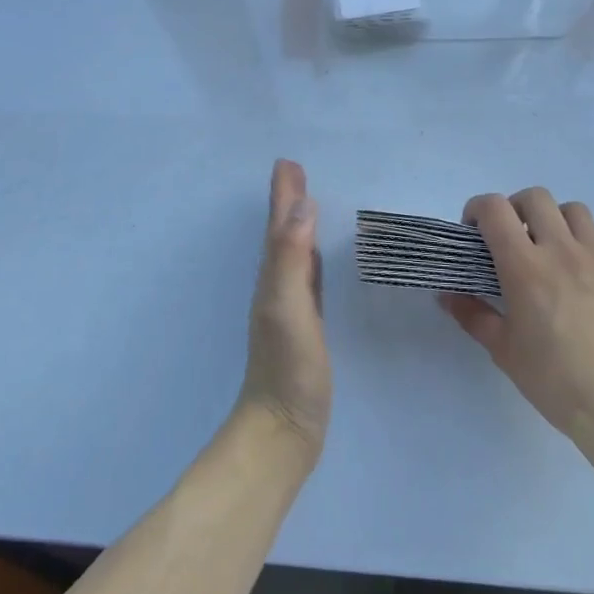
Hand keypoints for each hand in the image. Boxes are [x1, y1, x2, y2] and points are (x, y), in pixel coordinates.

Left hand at [237, 159, 331, 462]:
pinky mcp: (307, 326)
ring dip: (299, 224)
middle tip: (297, 171)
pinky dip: (312, 257)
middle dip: (290, 202)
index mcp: (273, 277)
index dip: (283, 195)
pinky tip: (319, 258)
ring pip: (295, 253)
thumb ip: (291, 256)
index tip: (288, 162)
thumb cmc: (287, 368)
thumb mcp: (288, 306)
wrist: (283, 432)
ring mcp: (292, 307)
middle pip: (284, 233)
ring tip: (308, 201)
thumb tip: (302, 203)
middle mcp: (278, 286)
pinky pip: (309, 277)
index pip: (280, 226)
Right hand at [441, 189, 593, 468]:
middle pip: (535, 198)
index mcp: (526, 267)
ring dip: (553, 220)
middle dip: (514, 209)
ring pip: (573, 210)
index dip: (477, 209)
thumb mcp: (503, 351)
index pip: (495, 209)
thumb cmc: (555, 382)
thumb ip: (473, 315)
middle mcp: (562, 251)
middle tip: (510, 239)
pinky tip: (580, 274)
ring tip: (548, 249)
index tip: (474, 232)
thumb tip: (447, 295)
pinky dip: (584, 244)